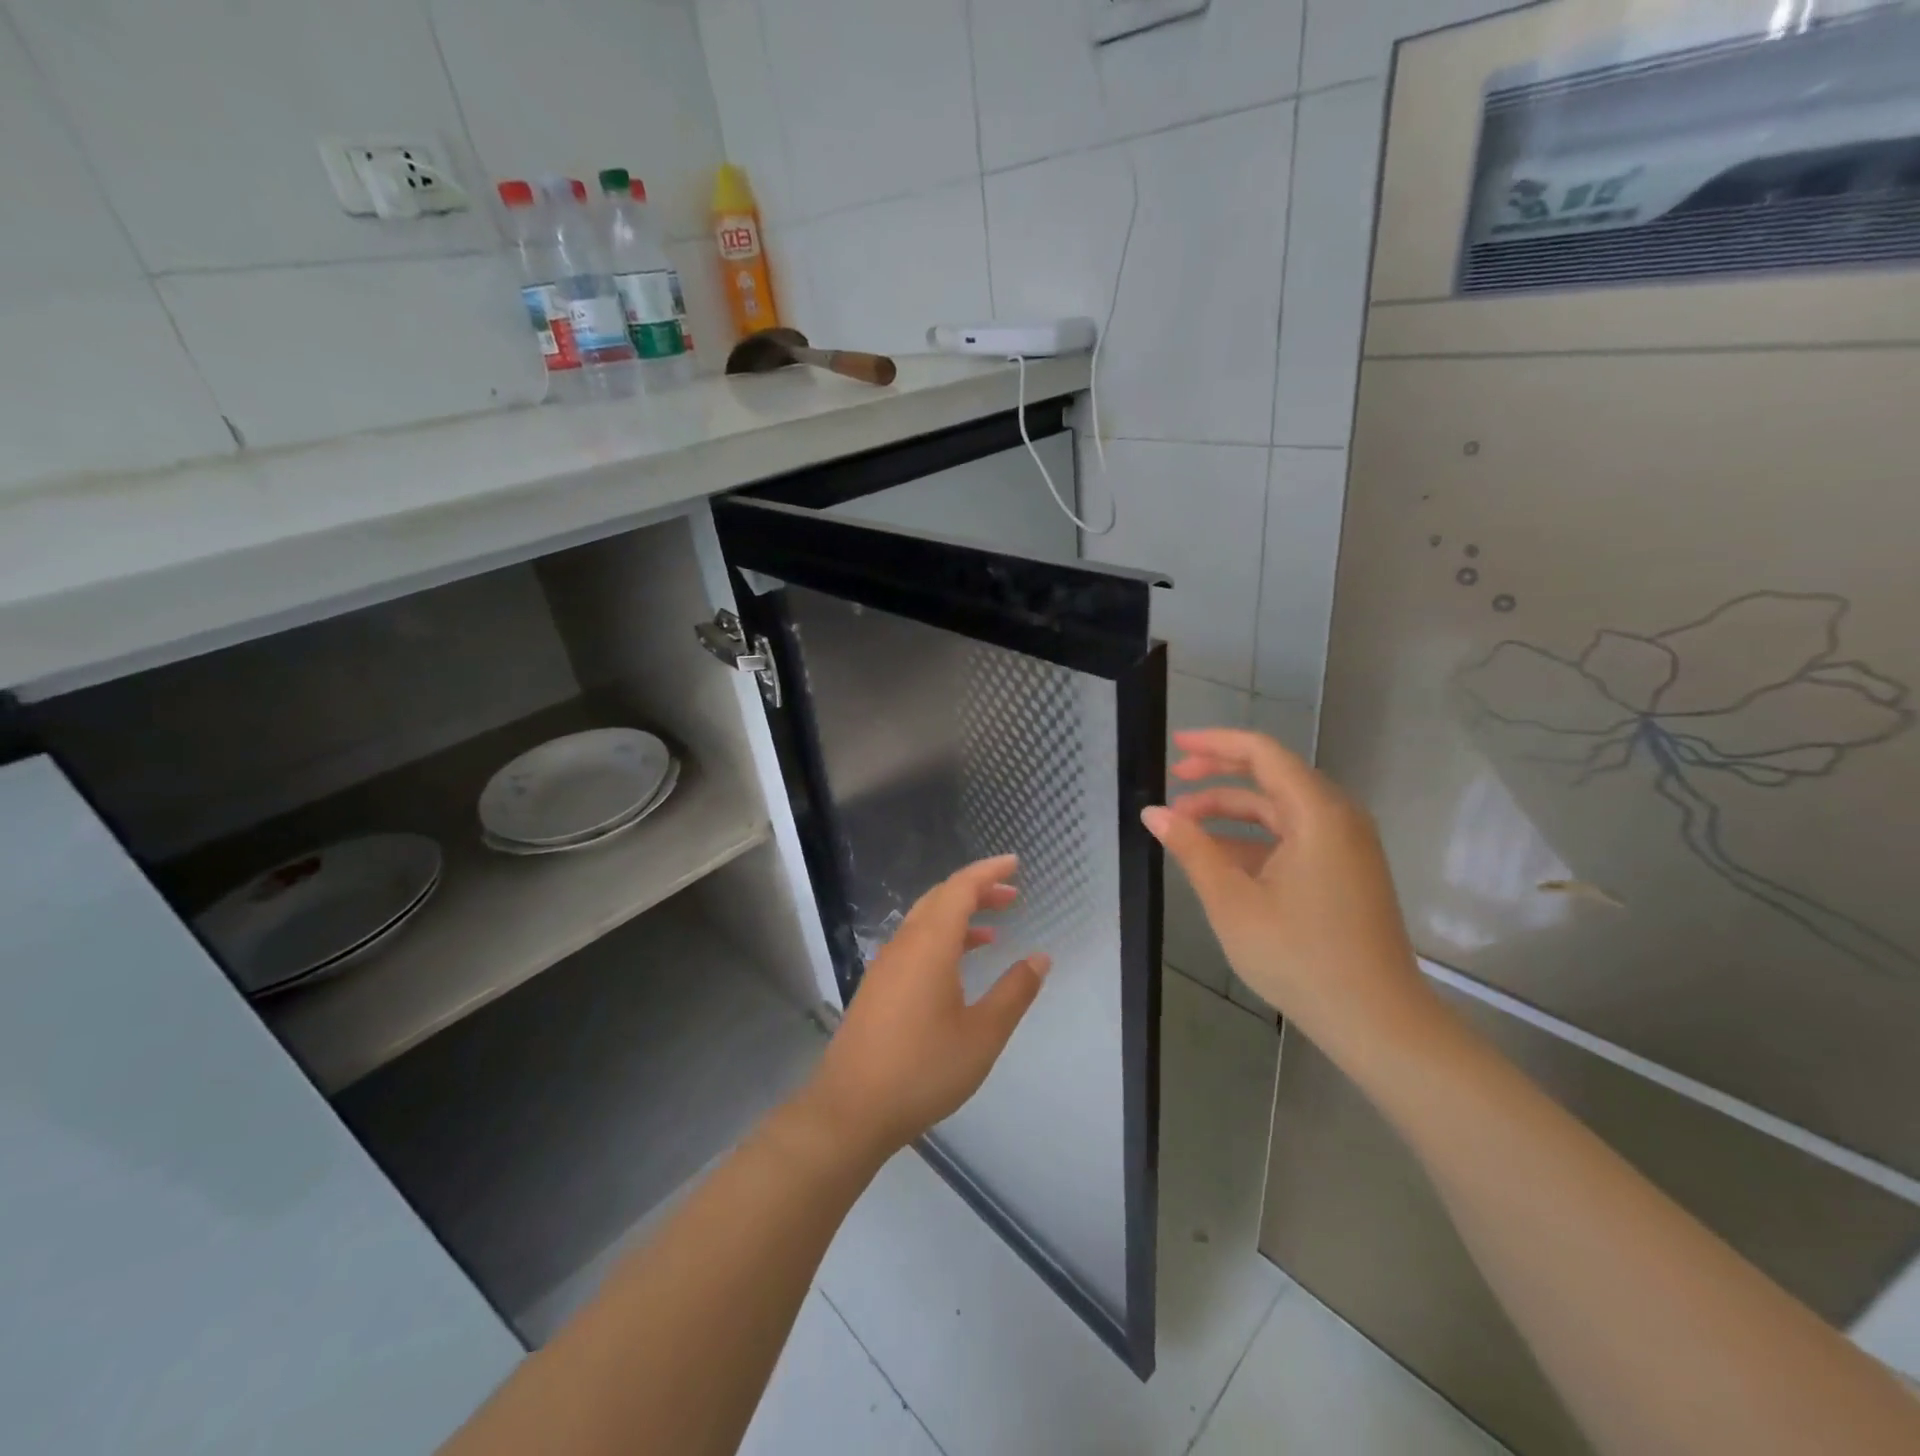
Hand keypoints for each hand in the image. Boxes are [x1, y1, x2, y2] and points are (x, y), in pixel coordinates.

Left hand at [801, 855, 1049, 1159]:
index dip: (989, 871)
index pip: (961, 888)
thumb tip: (1040, 958)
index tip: (1015, 864)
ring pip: (925, 921)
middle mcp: (904, 944)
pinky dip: (942, 938)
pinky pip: (914, 943)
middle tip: (1012, 896)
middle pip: (941, 898)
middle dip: (977, 890)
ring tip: (995, 930)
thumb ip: (1014, 992)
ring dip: (959, 915)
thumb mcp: (982, 1034)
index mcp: (930, 944)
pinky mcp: (877, 986)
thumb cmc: (923, 1069)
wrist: (851, 1109)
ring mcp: (885, 965)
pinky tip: (958, 966)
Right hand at [1142, 729, 1435, 1055]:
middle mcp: (1338, 817)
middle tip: (1174, 780)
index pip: (1262, 753)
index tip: (1175, 746)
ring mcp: (1346, 845)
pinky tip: (1218, 857)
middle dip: (1219, 774)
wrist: (1376, 1020)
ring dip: (1231, 811)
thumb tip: (1153, 813)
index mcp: (1318, 813)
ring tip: (1184, 825)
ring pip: (1280, 808)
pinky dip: (1254, 838)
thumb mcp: (1233, 902)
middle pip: (1272, 775)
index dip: (1215, 743)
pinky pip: (1293, 836)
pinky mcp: (1345, 870)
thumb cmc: (1300, 957)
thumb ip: (1192, 849)